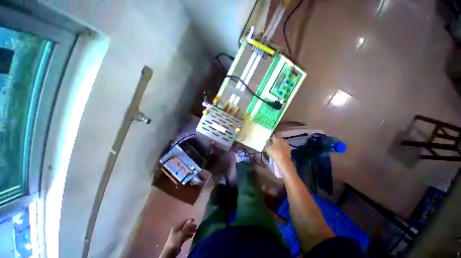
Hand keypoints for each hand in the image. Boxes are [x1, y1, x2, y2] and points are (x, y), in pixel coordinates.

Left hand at [163, 218, 196, 255]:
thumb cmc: (175, 241)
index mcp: (176, 227)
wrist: (170, 252)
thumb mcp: (181, 233)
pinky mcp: (179, 241)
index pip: (184, 222)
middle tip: (196, 227)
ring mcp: (178, 236)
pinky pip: (185, 236)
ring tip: (196, 231)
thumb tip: (191, 220)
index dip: (189, 220)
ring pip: (185, 231)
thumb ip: (187, 227)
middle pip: (185, 227)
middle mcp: (177, 230)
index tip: (195, 220)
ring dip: (190, 231)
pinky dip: (188, 235)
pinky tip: (192, 236)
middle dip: (191, 226)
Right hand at [265, 136, 290, 162]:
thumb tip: (267, 140)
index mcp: (277, 138)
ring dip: (278, 146)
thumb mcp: (267, 148)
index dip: (269, 140)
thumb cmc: (274, 153)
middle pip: (277, 140)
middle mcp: (282, 140)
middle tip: (271, 146)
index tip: (267, 143)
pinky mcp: (289, 150)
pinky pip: (284, 148)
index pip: (272, 137)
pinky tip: (279, 152)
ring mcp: (286, 145)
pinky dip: (281, 149)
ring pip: (281, 144)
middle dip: (274, 142)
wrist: (283, 160)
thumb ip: (267, 143)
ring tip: (275, 150)